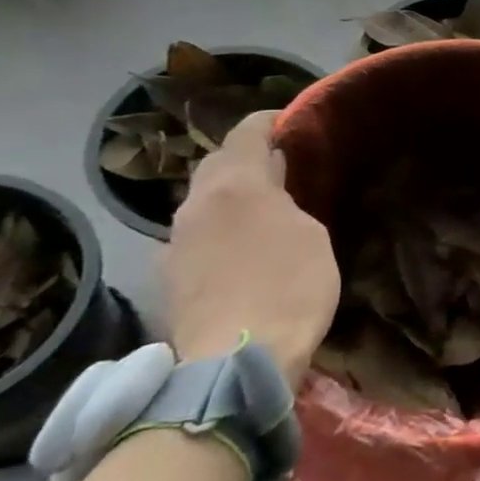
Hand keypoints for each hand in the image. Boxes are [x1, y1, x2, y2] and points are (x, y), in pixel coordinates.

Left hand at [164, 111, 338, 387]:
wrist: (234, 361)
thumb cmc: (290, 286)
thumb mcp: (311, 234)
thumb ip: (288, 201)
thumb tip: (273, 185)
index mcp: (234, 186)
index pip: (245, 134)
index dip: (268, 121)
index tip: (288, 119)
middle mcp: (194, 205)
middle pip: (215, 166)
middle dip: (244, 158)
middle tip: (279, 166)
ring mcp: (173, 244)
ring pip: (203, 203)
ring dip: (229, 197)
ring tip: (262, 209)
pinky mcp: (169, 279)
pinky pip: (196, 237)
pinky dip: (219, 230)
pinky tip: (239, 251)